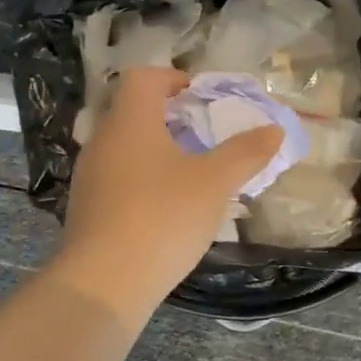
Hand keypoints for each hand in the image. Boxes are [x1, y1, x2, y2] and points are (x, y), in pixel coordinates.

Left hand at [51, 68, 284, 324]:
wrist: (104, 283)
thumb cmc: (162, 217)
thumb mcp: (214, 183)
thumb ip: (245, 152)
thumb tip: (274, 129)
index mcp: (130, 121)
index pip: (142, 78)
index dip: (170, 78)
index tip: (196, 96)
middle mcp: (102, 140)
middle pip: (131, 111)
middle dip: (167, 118)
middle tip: (200, 135)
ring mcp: (89, 176)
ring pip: (123, 147)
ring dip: (154, 150)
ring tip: (188, 173)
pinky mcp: (86, 208)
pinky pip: (116, 178)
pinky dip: (140, 180)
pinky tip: (164, 209)